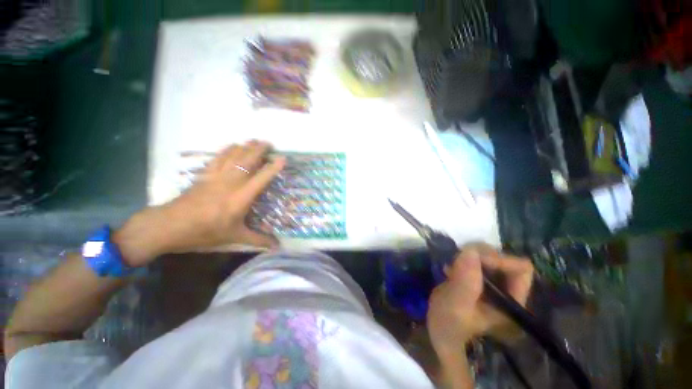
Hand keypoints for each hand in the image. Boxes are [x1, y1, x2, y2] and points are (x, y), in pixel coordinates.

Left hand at [114, 140, 284, 265]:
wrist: (170, 225)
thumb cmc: (205, 232)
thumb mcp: (234, 237)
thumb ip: (257, 239)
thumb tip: (277, 246)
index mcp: (241, 197)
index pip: (262, 178)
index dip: (273, 168)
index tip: (283, 158)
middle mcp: (231, 183)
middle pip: (247, 161)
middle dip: (259, 150)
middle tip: (269, 143)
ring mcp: (216, 177)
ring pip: (233, 156)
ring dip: (245, 147)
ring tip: (254, 140)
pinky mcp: (205, 175)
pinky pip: (218, 158)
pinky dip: (227, 150)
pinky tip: (232, 146)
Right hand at [427, 244, 533, 357]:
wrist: (439, 332)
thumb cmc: (449, 324)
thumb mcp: (456, 305)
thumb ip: (465, 280)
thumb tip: (471, 250)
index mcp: (513, 301)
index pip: (520, 269)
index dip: (498, 259)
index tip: (471, 259)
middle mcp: (507, 290)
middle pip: (504, 259)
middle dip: (480, 255)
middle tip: (458, 262)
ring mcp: (493, 285)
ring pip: (489, 256)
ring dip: (468, 256)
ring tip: (452, 267)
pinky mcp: (479, 280)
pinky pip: (475, 259)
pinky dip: (462, 258)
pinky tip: (450, 269)